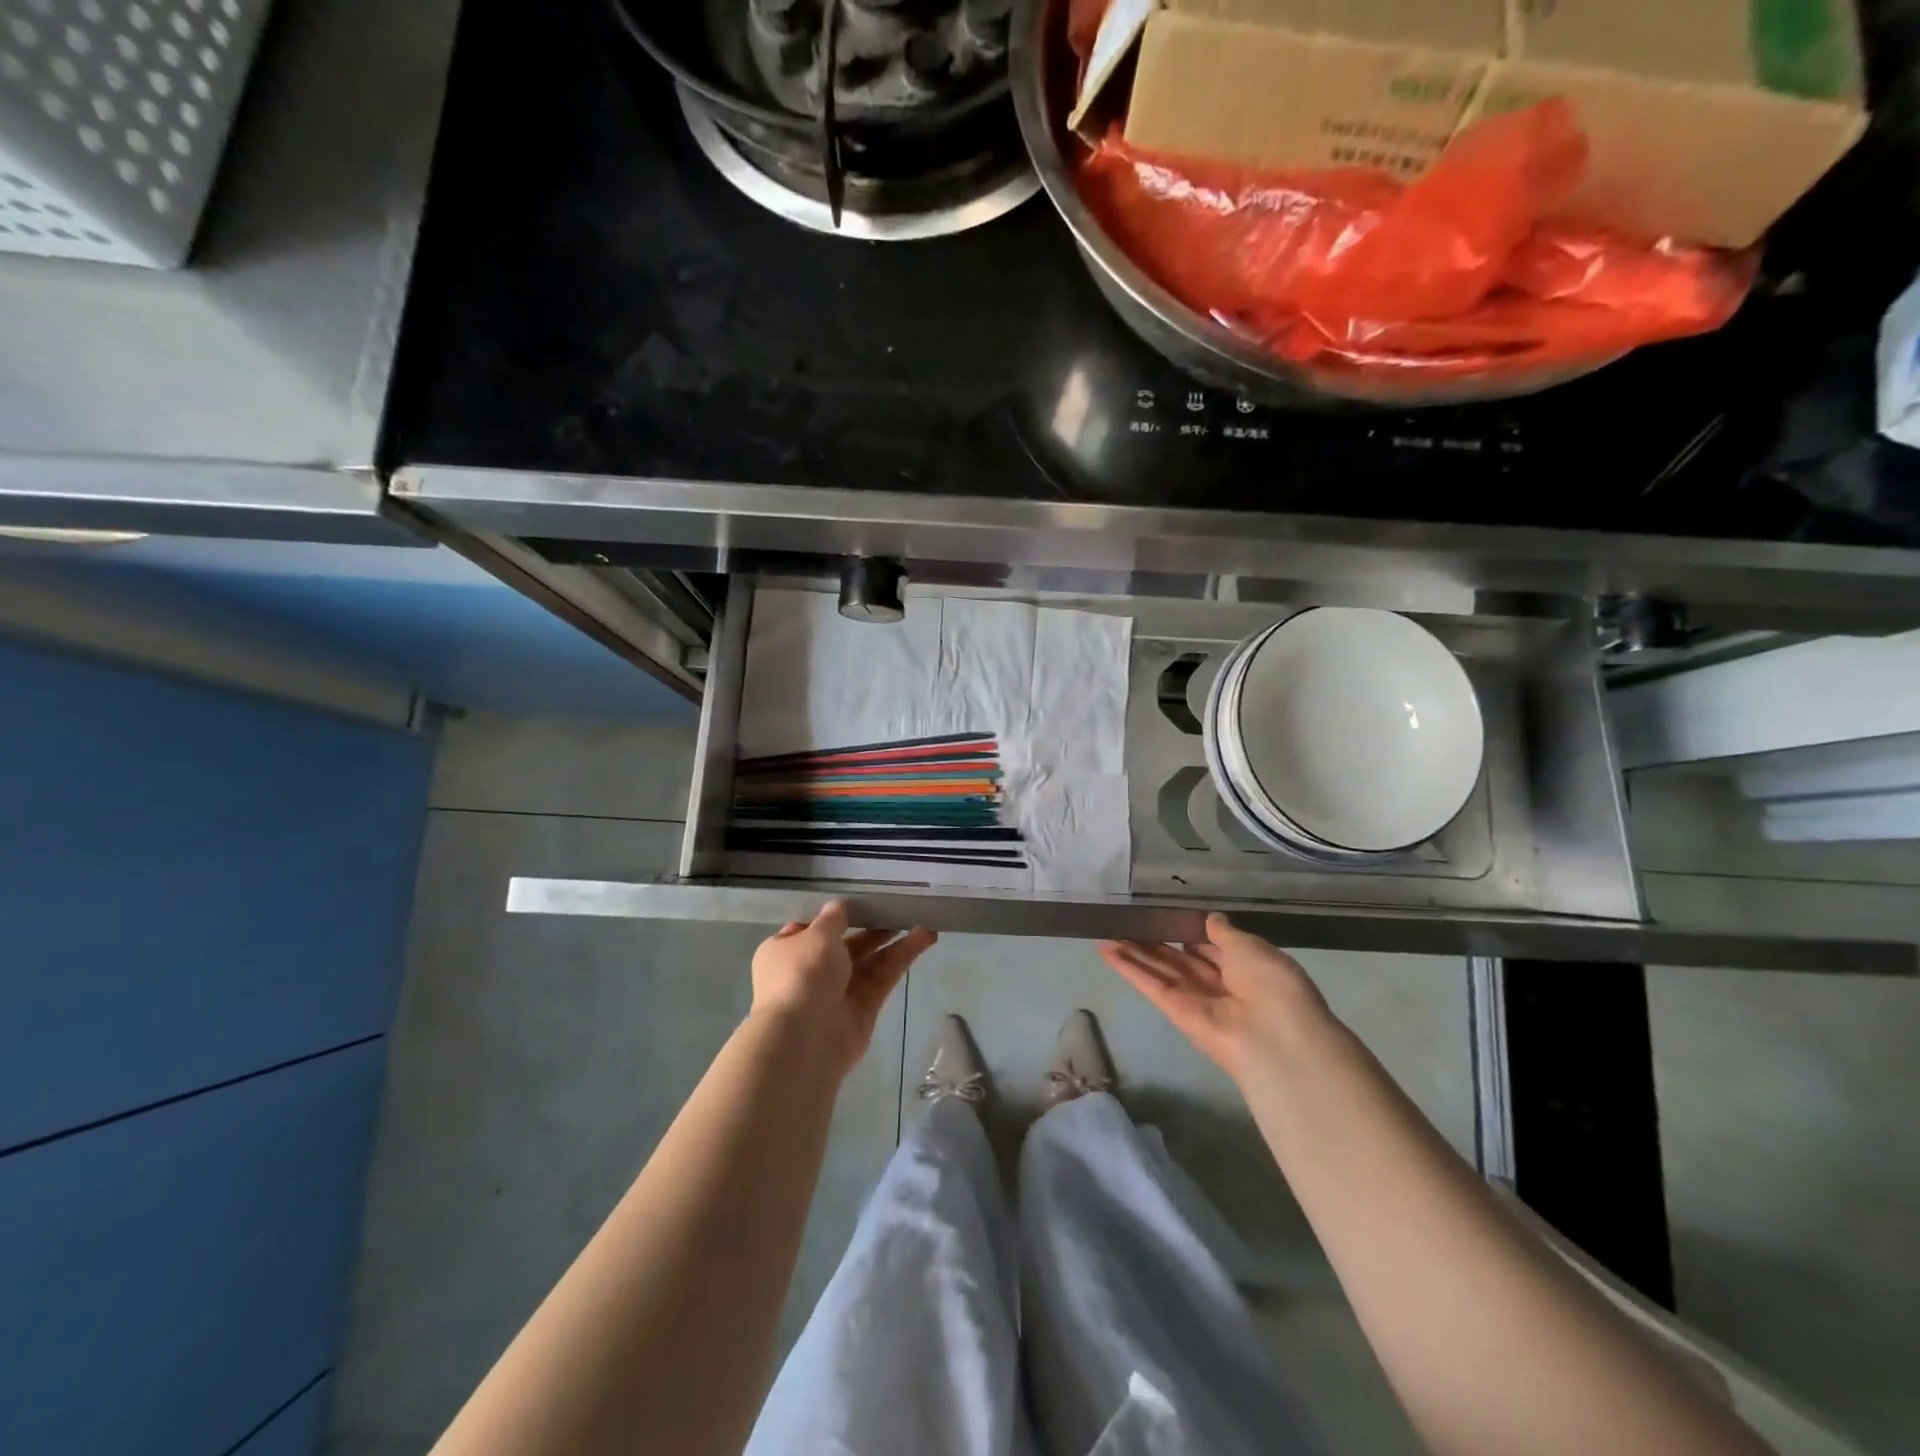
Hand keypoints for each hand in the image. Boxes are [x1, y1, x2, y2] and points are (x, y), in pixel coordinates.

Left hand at [751, 901, 936, 1075]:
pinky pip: (882, 978)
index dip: (835, 916)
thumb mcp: (816, 935)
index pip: (811, 929)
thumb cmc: (801, 975)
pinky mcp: (862, 1010)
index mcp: (785, 951)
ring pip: (869, 961)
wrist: (803, 1039)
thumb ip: (833, 918)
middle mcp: (809, 972)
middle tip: (900, 909)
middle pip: (846, 944)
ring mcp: (837, 993)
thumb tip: (839, 907)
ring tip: (923, 922)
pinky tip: (923, 939)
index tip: (861, 900)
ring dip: (895, 942)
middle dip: (872, 927)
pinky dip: (901, 959)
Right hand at [1098, 913, 1330, 1082]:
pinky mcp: (1175, 1011)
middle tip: (1129, 922)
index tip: (1167, 915)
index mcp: (1246, 967)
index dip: (1190, 932)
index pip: (1213, 947)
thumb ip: (1224, 932)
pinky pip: (1151, 984)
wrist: (1272, 1036)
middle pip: (1182, 959)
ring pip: (1161, 970)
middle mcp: (1221, 984)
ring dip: (1135, 952)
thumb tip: (1210, 918)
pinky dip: (1128, 968)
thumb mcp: (1250, 947)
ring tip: (1107, 933)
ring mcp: (1196, 999)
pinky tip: (1105, 951)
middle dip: (1157, 942)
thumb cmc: (1269, 982)